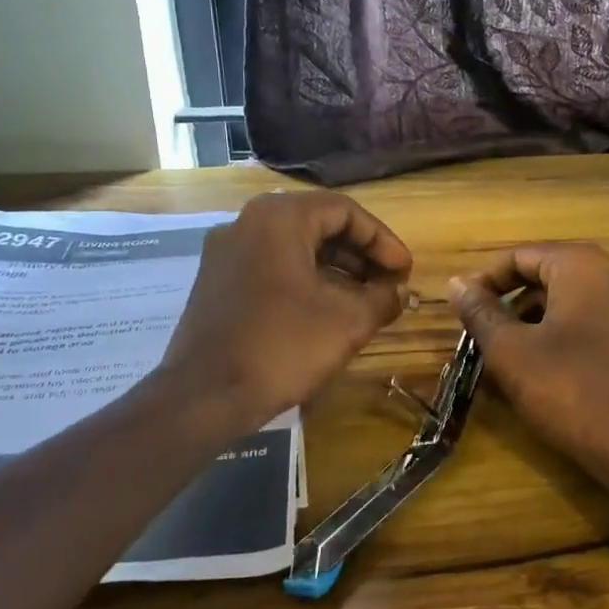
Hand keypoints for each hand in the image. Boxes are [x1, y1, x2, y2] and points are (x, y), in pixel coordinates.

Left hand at [159, 190, 412, 433]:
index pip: (345, 211)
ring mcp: (226, 253)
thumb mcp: (347, 322)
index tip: (405, 271)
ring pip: (295, 248)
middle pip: (318, 225)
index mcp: (280, 218)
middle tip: (389, 284)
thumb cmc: (282, 347)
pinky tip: (327, 312)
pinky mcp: (216, 282)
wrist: (203, 396)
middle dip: (360, 255)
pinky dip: (305, 281)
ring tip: (365, 301)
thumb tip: (399, 292)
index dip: (382, 240)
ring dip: (335, 270)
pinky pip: (272, 267)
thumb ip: (382, 298)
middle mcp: (248, 223)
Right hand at [448, 243, 608, 496]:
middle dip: (508, 307)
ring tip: (504, 364)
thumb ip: (481, 312)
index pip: (520, 256)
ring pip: (567, 306)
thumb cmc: (571, 389)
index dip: (485, 281)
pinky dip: (559, 342)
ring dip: (531, 327)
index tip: (461, 310)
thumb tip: (457, 284)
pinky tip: (540, 377)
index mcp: (582, 266)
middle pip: (546, 278)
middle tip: (479, 338)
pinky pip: (590, 328)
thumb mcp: (511, 351)